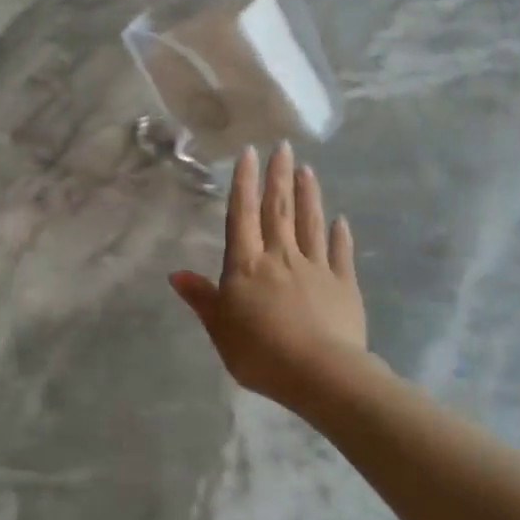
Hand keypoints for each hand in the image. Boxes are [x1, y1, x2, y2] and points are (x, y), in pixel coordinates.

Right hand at [171, 143, 366, 406]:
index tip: (250, 153)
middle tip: (284, 147)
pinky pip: (340, 254)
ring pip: (311, 224)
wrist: (319, 373)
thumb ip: (201, 298)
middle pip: (279, 210)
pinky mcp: (344, 286)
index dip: (244, 183)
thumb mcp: (219, 327)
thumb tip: (176, 274)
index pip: (242, 215)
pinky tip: (341, 220)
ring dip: (309, 195)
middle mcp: (281, 256)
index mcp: (247, 265)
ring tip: (308, 169)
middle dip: (279, 176)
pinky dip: (340, 235)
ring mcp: (316, 268)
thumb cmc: (259, 351)